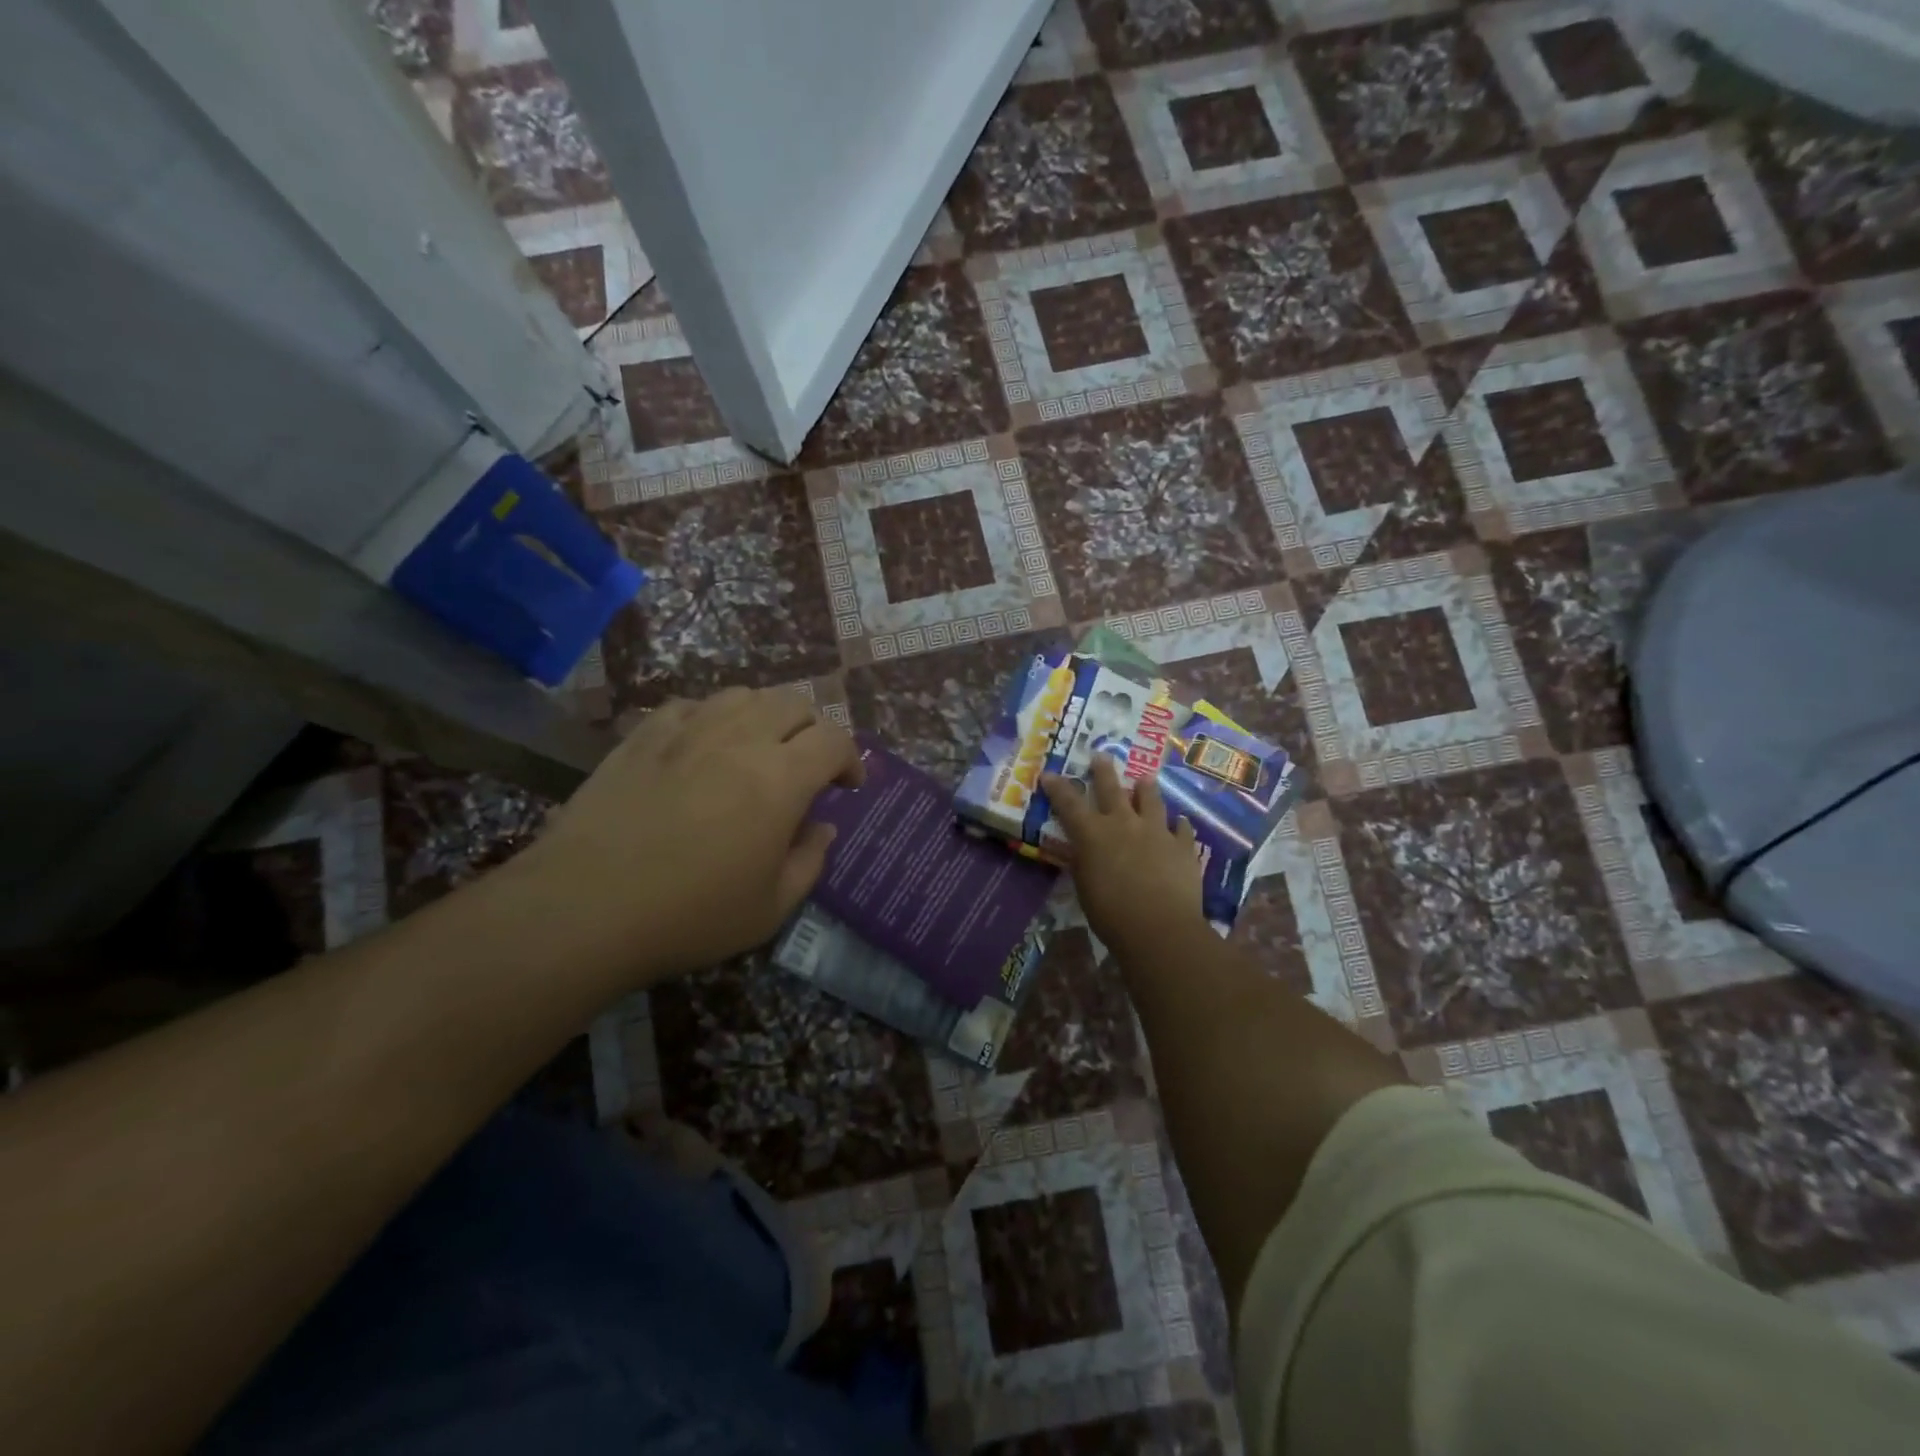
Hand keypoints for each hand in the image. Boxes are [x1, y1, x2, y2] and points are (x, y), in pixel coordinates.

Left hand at [516, 688, 862, 985]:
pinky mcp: (643, 735)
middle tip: (806, 767)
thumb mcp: (770, 909)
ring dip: (764, 716)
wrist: (583, 908)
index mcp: (781, 778)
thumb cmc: (689, 915)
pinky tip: (701, 747)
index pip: (834, 740)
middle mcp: (740, 739)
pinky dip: (711, 718)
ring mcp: (687, 730)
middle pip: (793, 703)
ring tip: (756, 750)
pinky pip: (691, 705)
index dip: (851, 758)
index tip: (847, 786)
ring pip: (743, 695)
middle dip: (812, 731)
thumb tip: (823, 827)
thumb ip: (810, 861)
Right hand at [1042, 758, 1205, 956]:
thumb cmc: (1111, 913)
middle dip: (1104, 771)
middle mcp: (1124, 823)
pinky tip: (1180, 823)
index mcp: (1093, 834)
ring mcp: (1157, 832)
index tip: (1049, 773)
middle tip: (1101, 755)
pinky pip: (1182, 829)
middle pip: (1112, 789)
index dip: (1058, 787)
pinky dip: (1179, 825)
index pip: (1069, 803)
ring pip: (1151, 800)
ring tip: (1146, 779)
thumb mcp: (1085, 887)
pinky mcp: (1183, 846)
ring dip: (1146, 789)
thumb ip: (1084, 864)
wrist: (1160, 928)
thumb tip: (1085, 852)